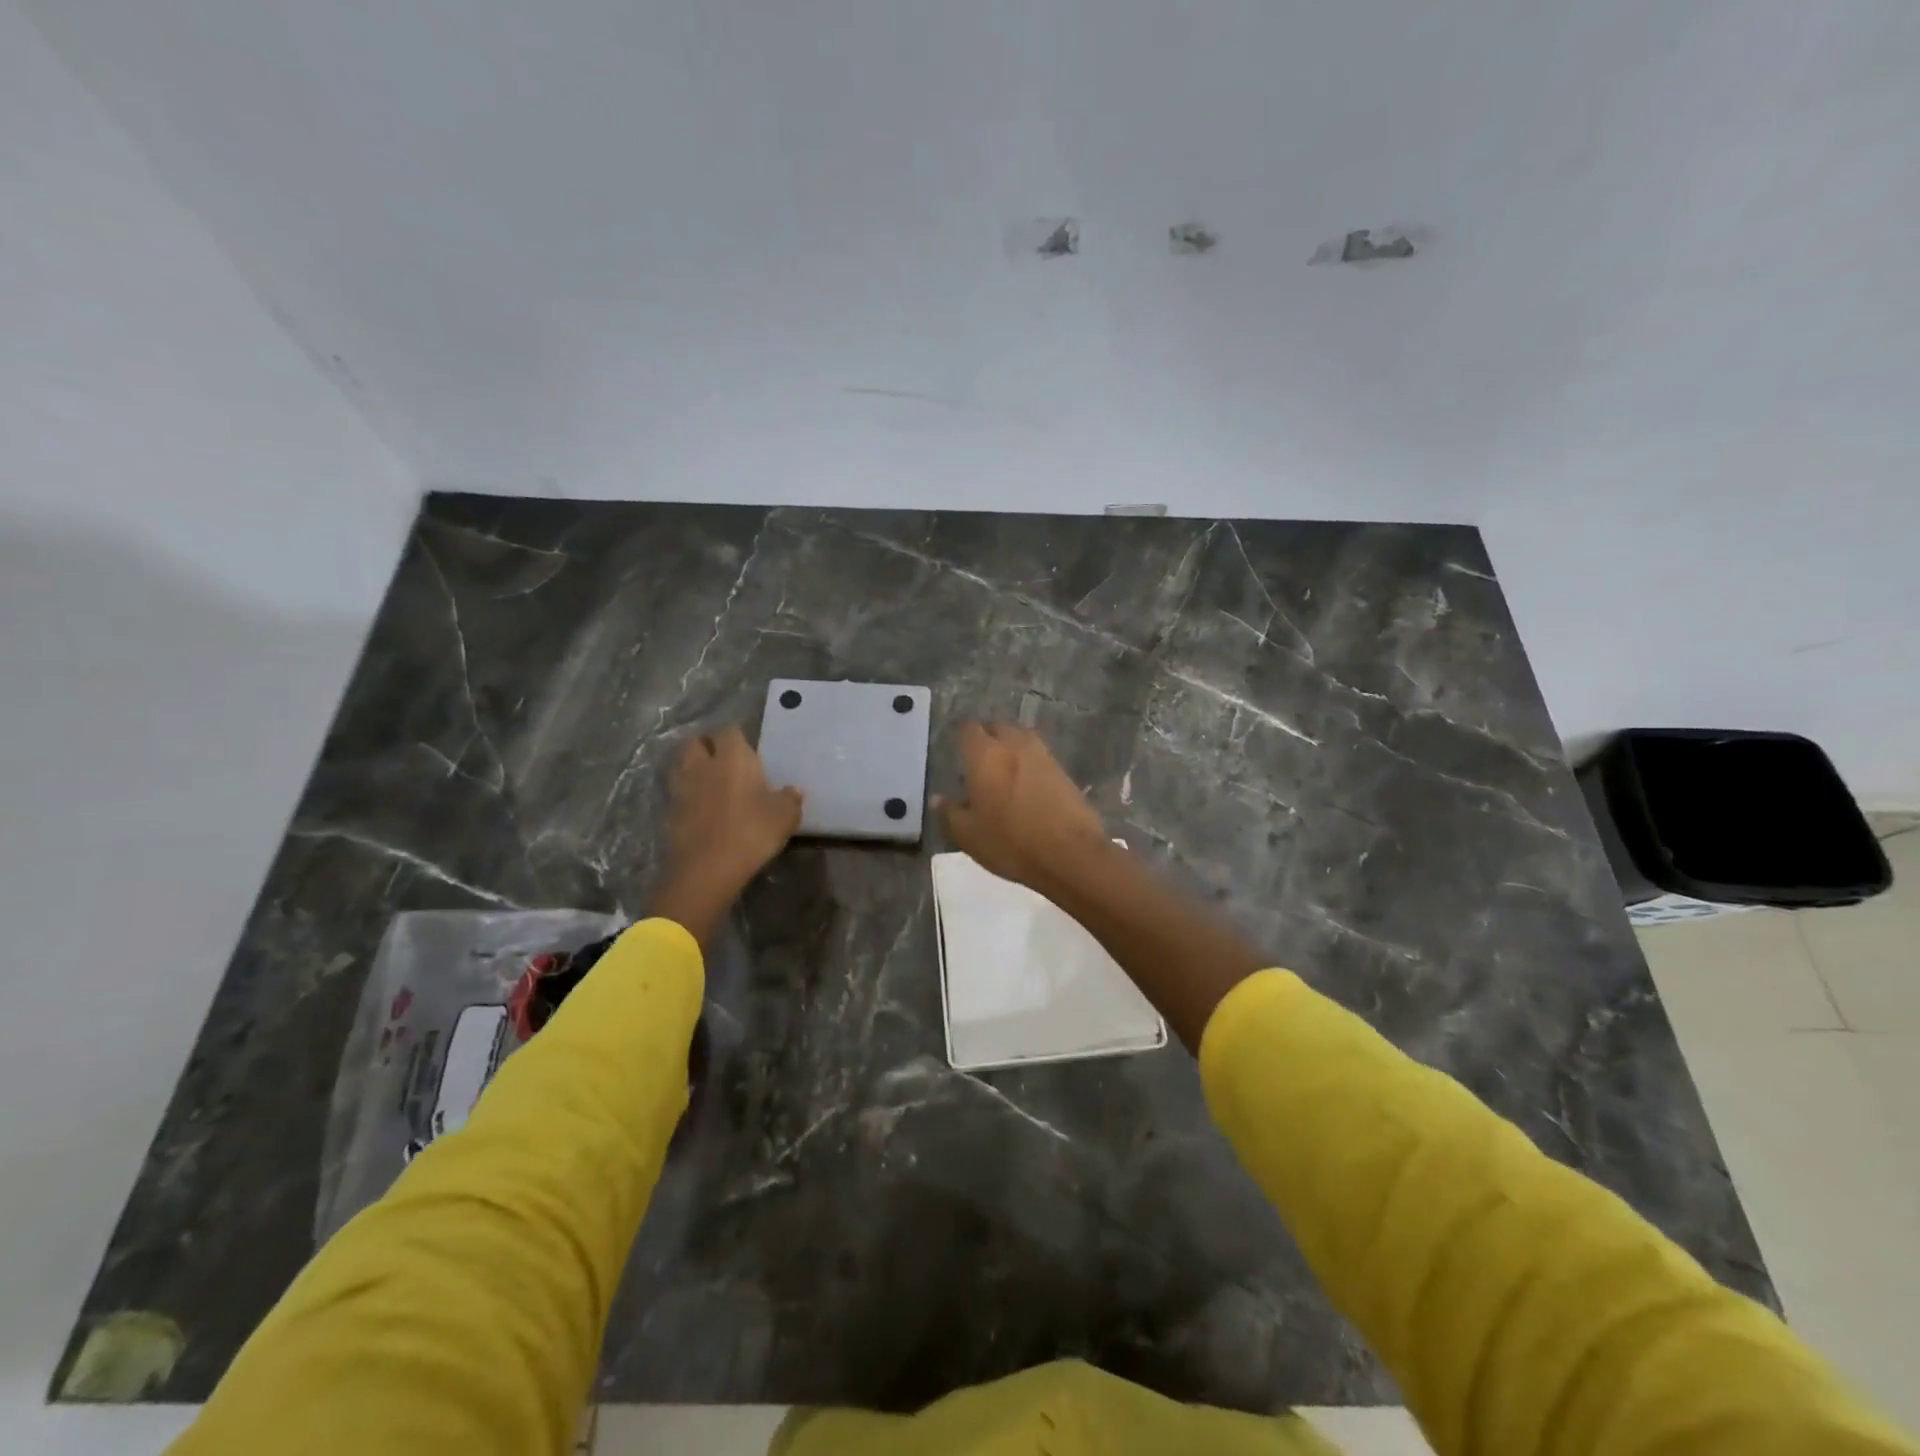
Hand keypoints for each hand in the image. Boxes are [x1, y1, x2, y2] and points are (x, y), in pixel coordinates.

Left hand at [652, 726, 802, 942]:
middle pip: (695, 742)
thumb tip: (793, 791)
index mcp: (733, 758)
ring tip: (708, 779)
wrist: (707, 868)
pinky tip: (699, 807)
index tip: (747, 745)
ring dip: (692, 767)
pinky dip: (686, 794)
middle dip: (706, 745)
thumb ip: (790, 799)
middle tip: (722, 758)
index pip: (730, 731)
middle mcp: (703, 765)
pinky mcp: (670, 812)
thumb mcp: (784, 817)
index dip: (737, 735)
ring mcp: (682, 788)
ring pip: (681, 765)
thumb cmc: (751, 832)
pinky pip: (677, 793)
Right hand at [937, 722, 1110, 893]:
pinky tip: (1024, 783)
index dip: (961, 736)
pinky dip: (1028, 762)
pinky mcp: (1063, 771)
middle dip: (987, 736)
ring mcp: (1043, 756)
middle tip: (978, 757)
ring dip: (1010, 746)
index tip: (956, 749)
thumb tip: (938, 798)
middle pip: (998, 726)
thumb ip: (949, 813)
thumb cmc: (1011, 843)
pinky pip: (1039, 755)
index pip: (968, 729)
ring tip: (1001, 768)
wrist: (1071, 855)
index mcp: (986, 755)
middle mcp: (1015, 746)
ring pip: (1021, 738)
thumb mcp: (968, 835)